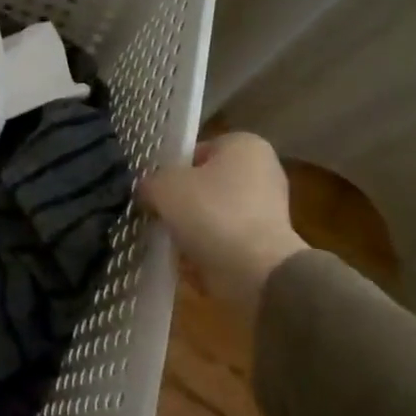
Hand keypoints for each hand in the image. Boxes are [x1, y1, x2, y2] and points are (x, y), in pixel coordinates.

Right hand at [138, 132, 308, 322]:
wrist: (256, 271)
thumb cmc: (211, 213)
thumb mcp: (164, 187)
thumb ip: (150, 182)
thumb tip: (148, 190)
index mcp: (244, 145)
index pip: (196, 151)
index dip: (170, 170)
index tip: (154, 191)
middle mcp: (262, 171)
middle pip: (204, 184)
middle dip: (180, 202)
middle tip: (158, 215)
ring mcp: (267, 209)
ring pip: (212, 214)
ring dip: (190, 229)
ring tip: (170, 242)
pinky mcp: (266, 243)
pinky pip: (224, 240)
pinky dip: (206, 250)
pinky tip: (188, 261)